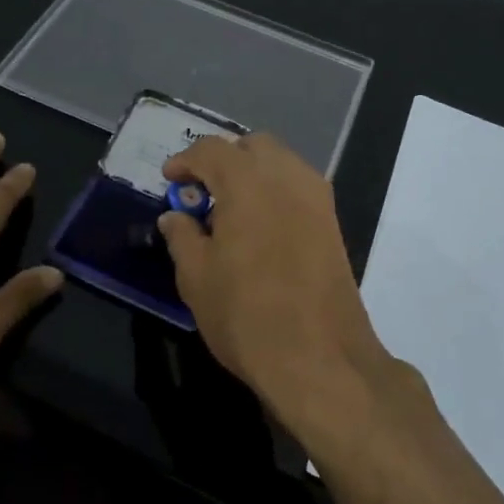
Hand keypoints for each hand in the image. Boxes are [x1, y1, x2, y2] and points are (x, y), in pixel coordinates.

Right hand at [158, 134, 392, 432]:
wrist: (320, 357)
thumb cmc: (246, 315)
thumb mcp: (196, 277)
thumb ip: (182, 237)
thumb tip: (175, 216)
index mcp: (247, 181)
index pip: (211, 149)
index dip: (186, 160)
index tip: (171, 179)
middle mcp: (287, 176)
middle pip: (253, 145)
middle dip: (224, 158)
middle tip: (203, 190)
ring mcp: (316, 198)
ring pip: (281, 162)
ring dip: (253, 172)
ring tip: (231, 208)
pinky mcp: (333, 222)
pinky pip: (299, 187)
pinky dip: (276, 190)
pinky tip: (261, 225)